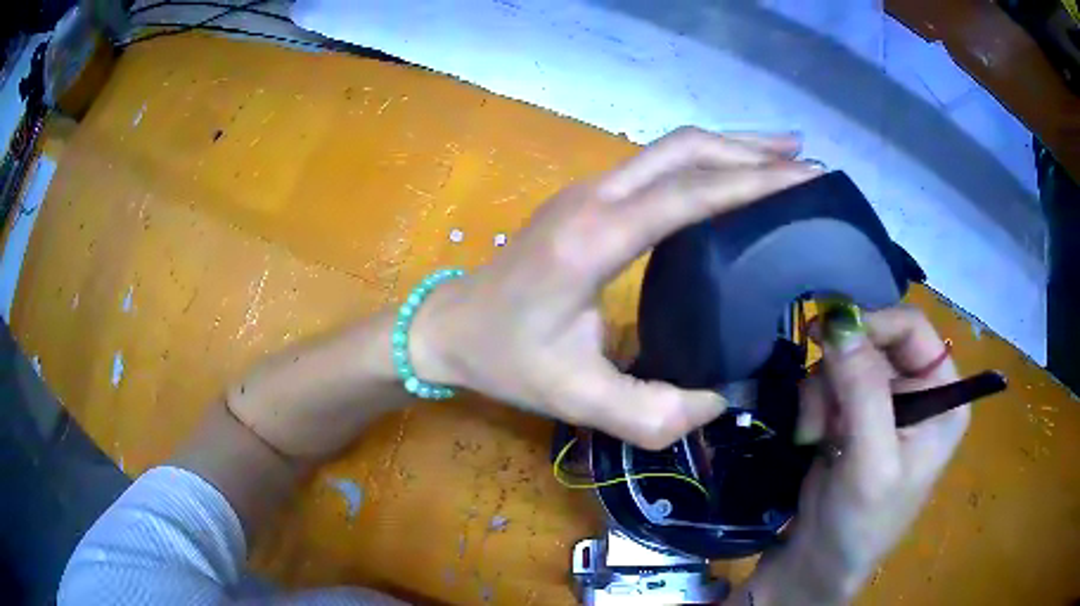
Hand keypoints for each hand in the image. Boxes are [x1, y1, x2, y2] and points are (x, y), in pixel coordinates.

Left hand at [411, 127, 820, 448]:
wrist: (449, 325)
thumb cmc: (505, 358)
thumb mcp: (575, 399)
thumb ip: (650, 412)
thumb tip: (720, 401)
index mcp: (593, 240)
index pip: (688, 193)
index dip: (752, 181)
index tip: (804, 178)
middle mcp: (594, 198)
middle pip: (683, 150)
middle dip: (750, 150)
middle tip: (806, 160)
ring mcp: (588, 190)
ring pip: (670, 149)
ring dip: (730, 146)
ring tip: (783, 154)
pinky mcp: (588, 197)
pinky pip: (657, 163)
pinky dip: (705, 161)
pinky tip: (730, 174)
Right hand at [775, 305, 968, 601]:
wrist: (817, 564)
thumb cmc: (860, 524)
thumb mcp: (870, 461)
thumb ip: (862, 389)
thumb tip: (838, 319)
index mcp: (943, 396)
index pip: (911, 329)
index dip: (872, 324)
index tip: (827, 336)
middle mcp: (919, 391)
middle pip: (875, 341)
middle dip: (841, 370)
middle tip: (818, 406)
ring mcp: (885, 403)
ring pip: (846, 360)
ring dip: (822, 392)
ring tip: (815, 434)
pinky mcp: (853, 416)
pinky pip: (829, 382)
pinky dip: (814, 404)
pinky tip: (811, 436)